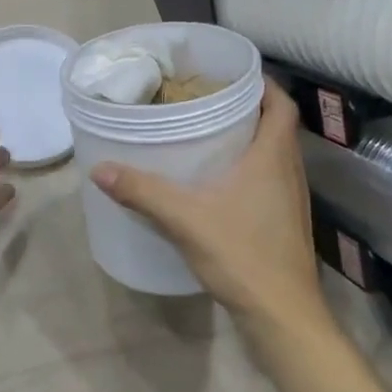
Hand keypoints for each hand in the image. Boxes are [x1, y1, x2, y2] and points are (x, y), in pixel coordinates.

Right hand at [90, 80, 332, 342]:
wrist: (282, 315)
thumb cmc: (242, 254)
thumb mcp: (185, 218)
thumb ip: (142, 191)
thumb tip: (99, 168)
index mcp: (274, 156)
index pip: (282, 104)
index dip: (263, 84)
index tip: (231, 76)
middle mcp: (290, 170)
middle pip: (277, 125)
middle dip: (248, 108)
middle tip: (208, 101)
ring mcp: (291, 198)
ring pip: (274, 154)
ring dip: (250, 139)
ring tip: (209, 134)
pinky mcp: (285, 222)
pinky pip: (270, 179)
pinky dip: (249, 168)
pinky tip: (218, 183)